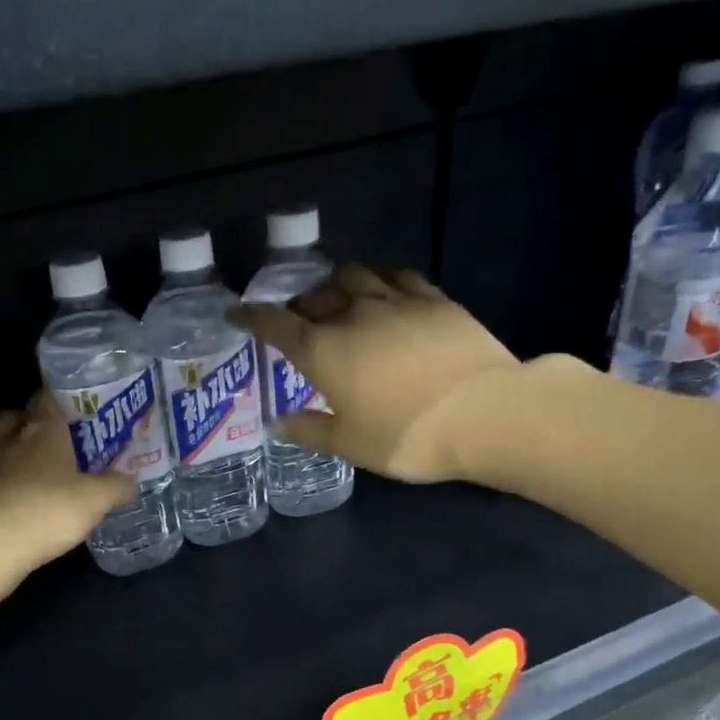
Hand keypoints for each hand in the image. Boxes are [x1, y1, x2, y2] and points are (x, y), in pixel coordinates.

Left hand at [0, 398, 136, 566]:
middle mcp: (13, 438)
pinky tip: (25, 496)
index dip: (64, 398)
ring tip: (42, 467)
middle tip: (62, 438)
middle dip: (38, 421)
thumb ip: (116, 486)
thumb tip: (130, 480)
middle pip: (21, 415)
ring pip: (4, 443)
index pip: (49, 396)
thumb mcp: (96, 500)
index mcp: (43, 429)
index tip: (82, 409)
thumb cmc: (48, 510)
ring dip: (20, 448)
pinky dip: (9, 479)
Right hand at [228, 265, 539, 483]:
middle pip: (316, 296)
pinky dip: (382, 280)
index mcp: (324, 351)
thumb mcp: (349, 445)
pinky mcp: (435, 299)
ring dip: (338, 283)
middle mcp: (354, 316)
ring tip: (339, 298)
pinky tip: (385, 291)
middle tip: (299, 320)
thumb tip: (277, 423)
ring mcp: (397, 302)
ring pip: (356, 275)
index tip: (236, 312)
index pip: (276, 324)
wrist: (482, 414)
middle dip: (300, 304)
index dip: (252, 317)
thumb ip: (310, 431)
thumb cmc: (405, 437)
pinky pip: (399, 277)